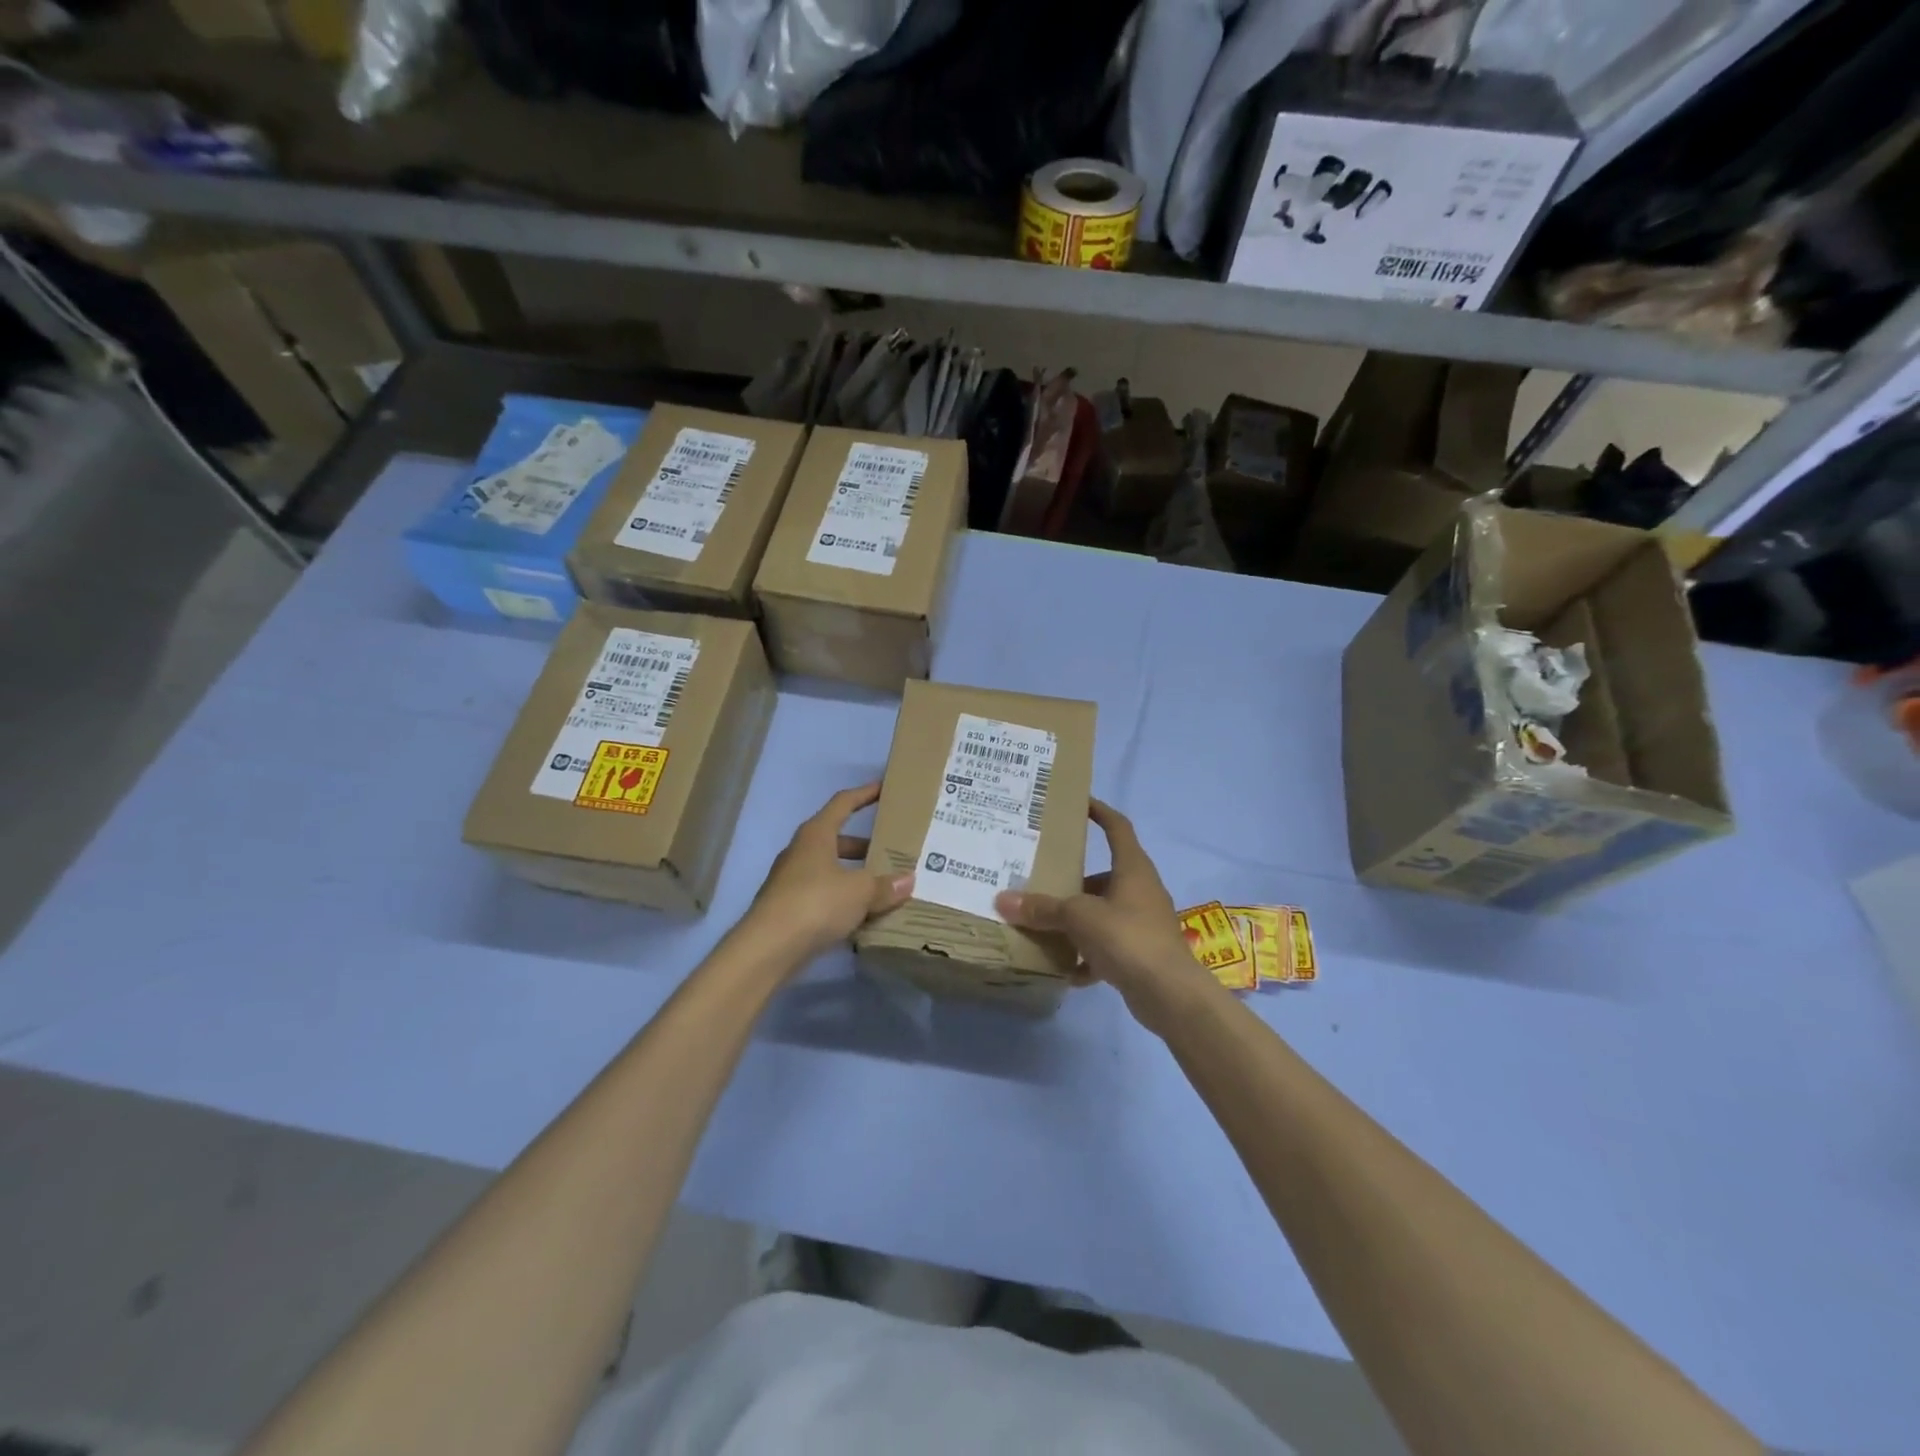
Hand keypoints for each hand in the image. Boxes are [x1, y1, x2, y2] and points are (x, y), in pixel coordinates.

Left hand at [739, 784, 914, 966]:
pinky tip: (864, 915)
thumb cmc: (815, 903)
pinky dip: (844, 900)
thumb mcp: (859, 891)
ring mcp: (792, 881)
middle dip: (866, 845)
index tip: (885, 788)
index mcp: (816, 835)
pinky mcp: (790, 909)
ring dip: (855, 875)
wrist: (767, 948)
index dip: (865, 794)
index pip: (843, 803)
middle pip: (838, 839)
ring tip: (885, 886)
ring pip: (831, 869)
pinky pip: (824, 895)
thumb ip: (885, 885)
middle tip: (893, 851)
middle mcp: (801, 852)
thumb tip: (908, 880)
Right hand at [995, 800, 1222, 1035]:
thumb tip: (1003, 900)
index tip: (1078, 803)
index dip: (1100, 811)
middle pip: (1102, 876)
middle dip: (1072, 881)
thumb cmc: (1128, 937)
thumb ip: (1042, 908)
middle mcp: (1140, 890)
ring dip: (1076, 921)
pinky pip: (1107, 947)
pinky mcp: (1141, 953)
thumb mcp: (1079, 917)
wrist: (1170, 994)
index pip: (1117, 827)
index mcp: (1133, 868)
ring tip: (1044, 926)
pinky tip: (1065, 970)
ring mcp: (1143, 923)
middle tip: (1040, 880)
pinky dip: (1087, 956)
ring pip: (1103, 913)